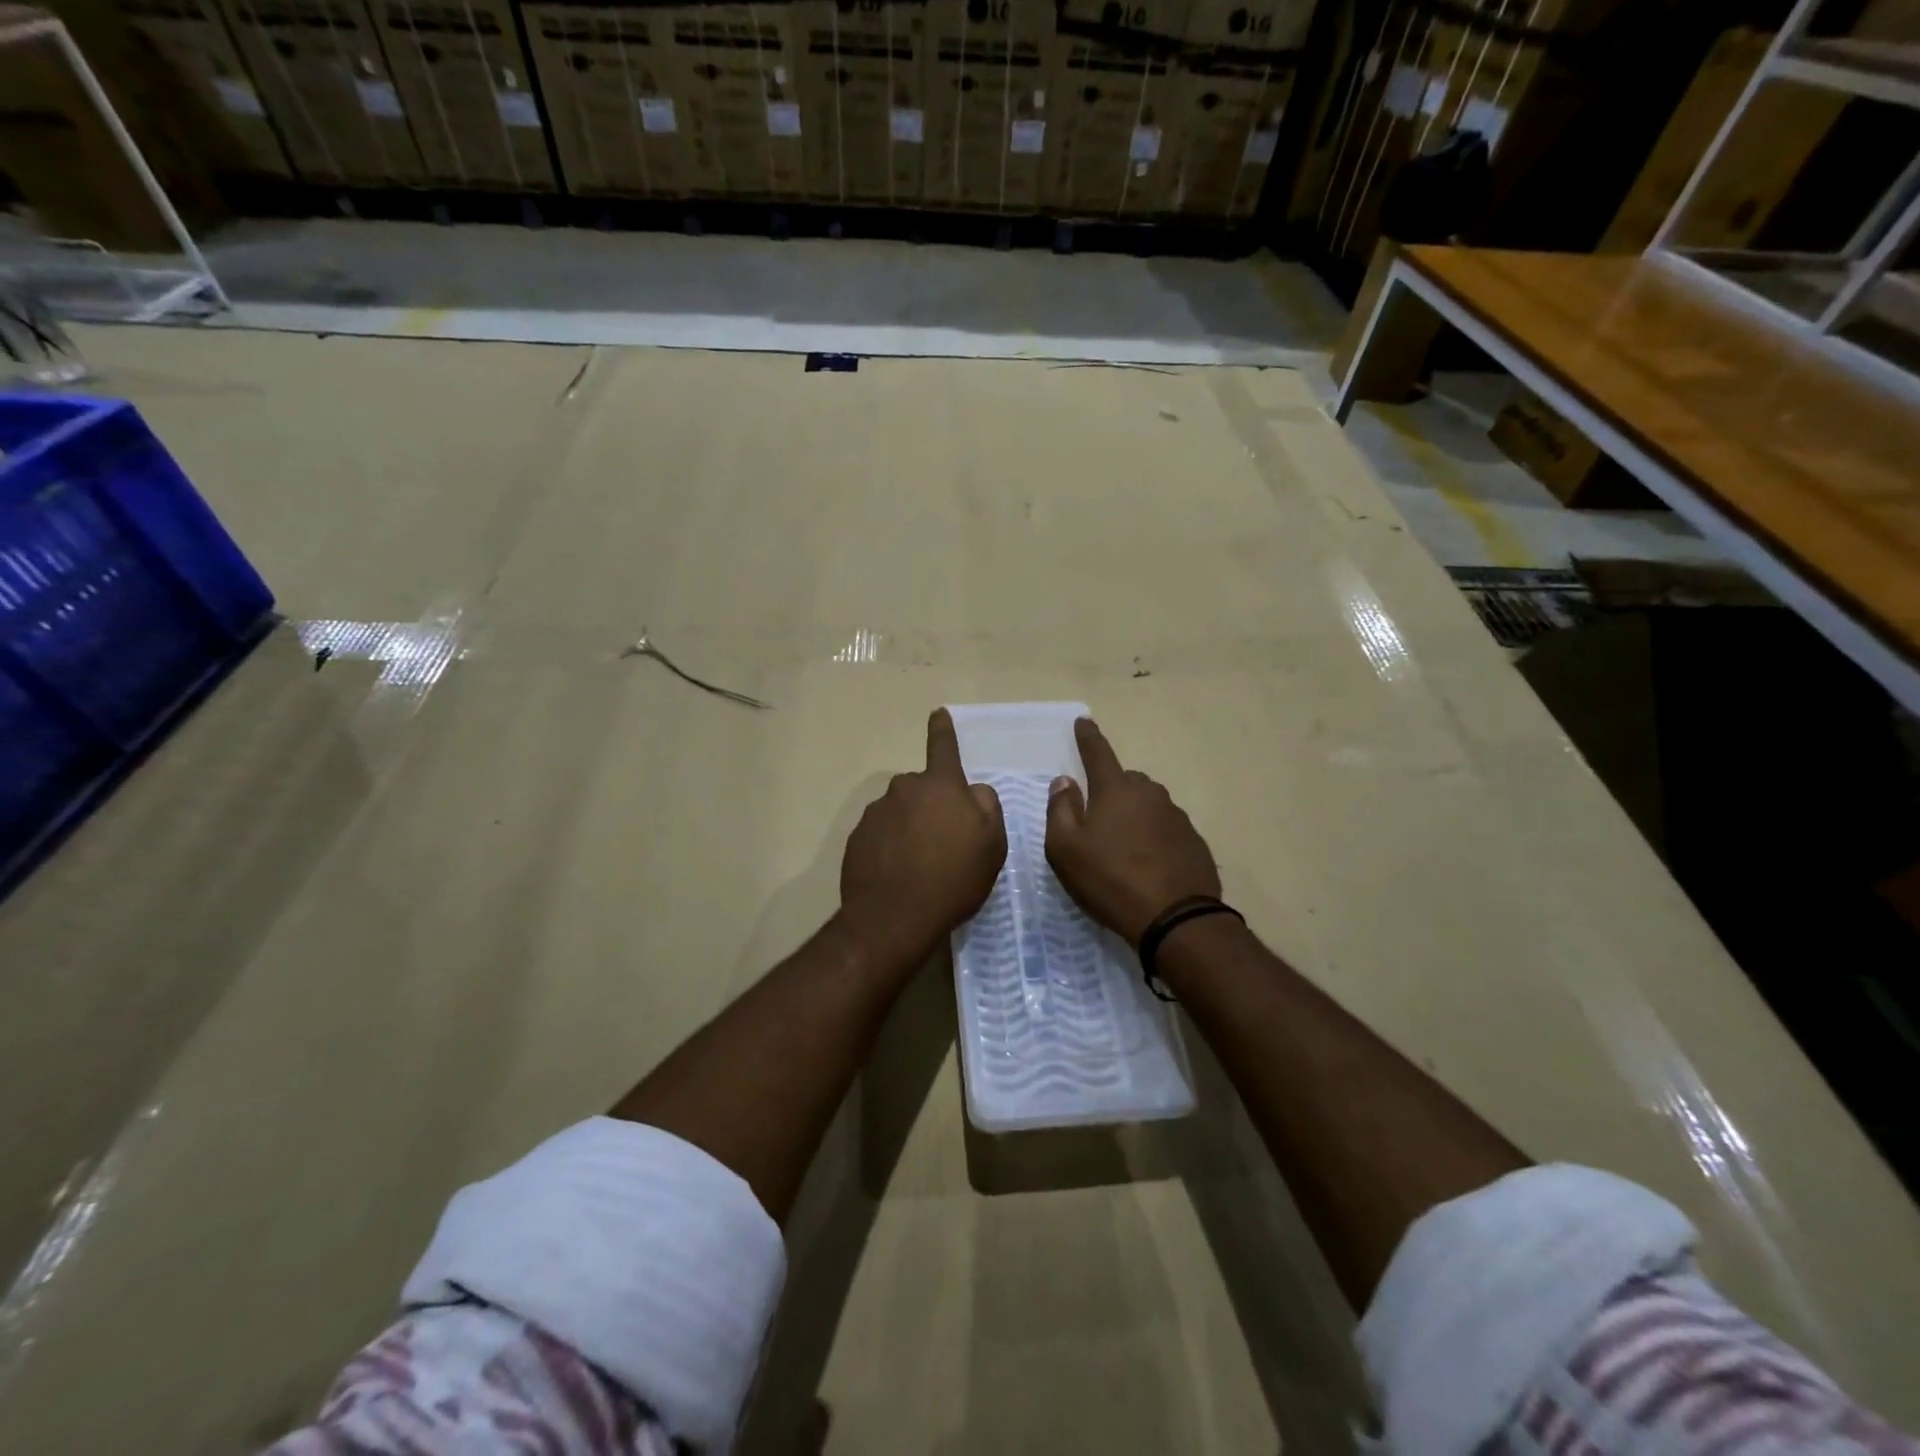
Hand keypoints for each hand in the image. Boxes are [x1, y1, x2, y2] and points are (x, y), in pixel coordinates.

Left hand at [840, 708, 1006, 966]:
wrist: (894, 917)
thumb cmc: (953, 877)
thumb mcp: (992, 844)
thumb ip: (986, 806)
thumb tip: (972, 792)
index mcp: (939, 785)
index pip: (943, 747)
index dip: (944, 730)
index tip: (938, 713)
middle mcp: (904, 789)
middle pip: (924, 789)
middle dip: (934, 806)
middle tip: (947, 843)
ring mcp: (876, 813)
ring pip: (901, 812)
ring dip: (911, 828)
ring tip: (922, 866)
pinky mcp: (857, 839)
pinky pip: (882, 835)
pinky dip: (891, 848)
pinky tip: (900, 874)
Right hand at [1046, 718, 1220, 944]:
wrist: (1175, 918)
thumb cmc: (1110, 879)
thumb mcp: (1065, 848)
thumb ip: (1060, 809)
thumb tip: (1064, 782)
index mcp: (1116, 790)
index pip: (1098, 753)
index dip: (1088, 736)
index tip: (1084, 720)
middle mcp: (1149, 794)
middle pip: (1126, 780)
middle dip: (1111, 789)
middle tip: (1098, 818)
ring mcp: (1176, 816)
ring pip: (1148, 804)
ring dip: (1134, 815)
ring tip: (1123, 846)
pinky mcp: (1193, 841)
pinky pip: (1166, 828)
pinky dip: (1154, 836)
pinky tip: (1148, 862)